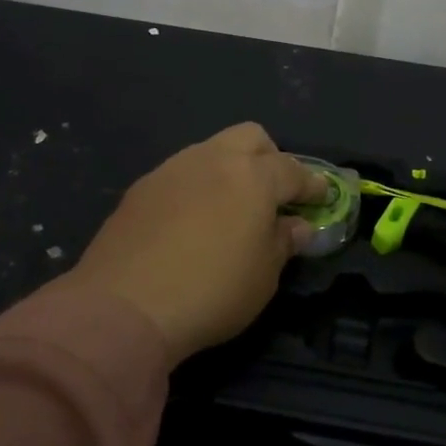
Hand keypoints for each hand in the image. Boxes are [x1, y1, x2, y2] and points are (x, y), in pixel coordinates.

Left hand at [65, 123, 325, 364]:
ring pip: (211, 151)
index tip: (322, 196)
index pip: (293, 170)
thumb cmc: (211, 291)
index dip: (312, 184)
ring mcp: (172, 169)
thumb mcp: (264, 276)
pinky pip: (181, 175)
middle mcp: (213, 159)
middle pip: (251, 137)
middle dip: (270, 158)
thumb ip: (284, 242)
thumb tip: (297, 226)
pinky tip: (191, 223)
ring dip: (229, 171)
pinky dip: (196, 189)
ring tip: (229, 210)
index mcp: (252, 176)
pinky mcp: (140, 188)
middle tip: (273, 195)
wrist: (123, 307)